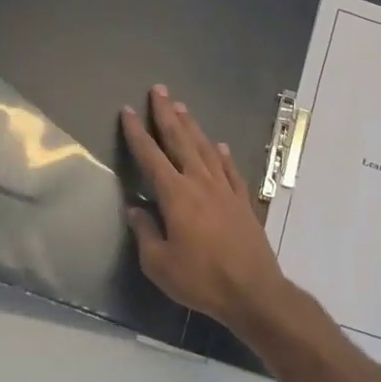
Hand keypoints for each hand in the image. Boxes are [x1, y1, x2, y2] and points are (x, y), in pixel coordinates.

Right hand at [120, 85, 306, 338]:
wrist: (253, 291)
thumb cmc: (200, 279)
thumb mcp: (159, 264)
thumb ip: (145, 232)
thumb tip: (135, 209)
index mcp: (176, 195)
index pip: (151, 156)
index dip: (137, 133)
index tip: (127, 111)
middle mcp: (200, 183)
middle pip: (181, 140)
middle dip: (167, 114)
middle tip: (159, 90)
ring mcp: (225, 189)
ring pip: (205, 149)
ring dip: (192, 126)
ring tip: (182, 107)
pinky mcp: (243, 201)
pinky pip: (230, 170)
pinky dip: (222, 155)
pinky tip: (219, 146)